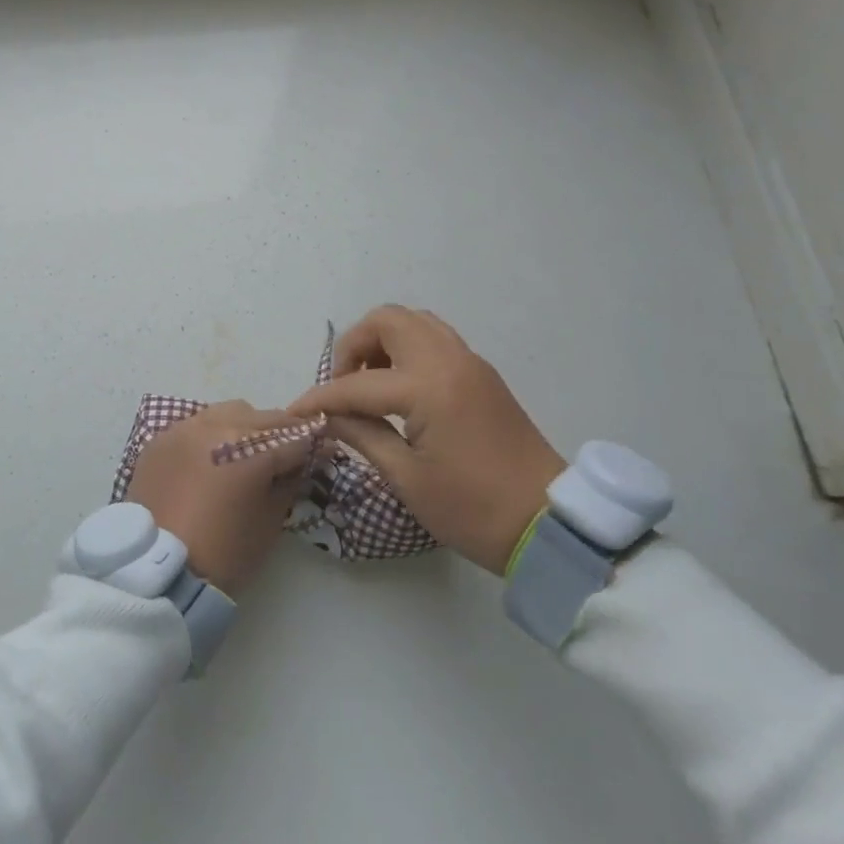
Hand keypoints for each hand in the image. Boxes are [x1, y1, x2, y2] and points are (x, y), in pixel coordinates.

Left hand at [125, 402, 317, 594]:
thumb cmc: (223, 554)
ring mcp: (185, 428)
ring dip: (245, 427)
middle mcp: (218, 426)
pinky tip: (213, 458)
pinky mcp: (161, 439)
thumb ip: (289, 482)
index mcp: (251, 448)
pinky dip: (212, 435)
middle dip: (281, 433)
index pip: (295, 438)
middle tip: (288, 454)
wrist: (156, 573)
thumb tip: (301, 463)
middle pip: (264, 418)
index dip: (314, 446)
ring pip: (229, 412)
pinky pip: (196, 425)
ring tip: (247, 453)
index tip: (323, 452)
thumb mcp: (270, 521)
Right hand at [290, 306, 565, 574]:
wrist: (548, 523)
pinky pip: (436, 339)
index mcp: (428, 388)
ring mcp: (469, 362)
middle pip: (388, 320)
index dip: (321, 397)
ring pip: (415, 322)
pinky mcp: (481, 374)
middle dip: (355, 345)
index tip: (295, 412)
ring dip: (383, 341)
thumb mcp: (407, 478)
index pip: (357, 383)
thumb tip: (328, 416)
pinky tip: (400, 388)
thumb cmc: (473, 509)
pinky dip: (408, 349)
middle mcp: (448, 360)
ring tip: (370, 383)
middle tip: (344, 385)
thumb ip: (362, 435)